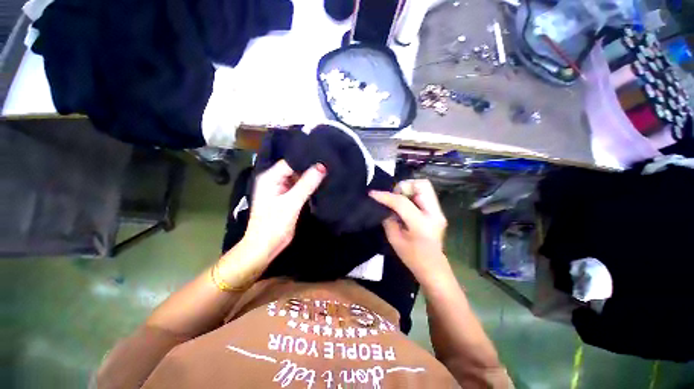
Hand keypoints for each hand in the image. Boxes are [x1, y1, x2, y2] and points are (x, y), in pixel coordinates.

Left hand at [244, 159, 326, 262]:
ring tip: (327, 171)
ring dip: (310, 177)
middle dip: (309, 168)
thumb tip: (322, 167)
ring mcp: (280, 189)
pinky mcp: (286, 198)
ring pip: (298, 178)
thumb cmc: (274, 224)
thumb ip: (306, 184)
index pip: (290, 162)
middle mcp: (274, 180)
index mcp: (270, 177)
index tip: (324, 157)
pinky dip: (308, 186)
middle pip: (294, 169)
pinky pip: (298, 187)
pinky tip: (320, 183)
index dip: (306, 159)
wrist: (266, 247)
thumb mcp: (291, 203)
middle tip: (328, 163)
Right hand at [369, 179, 449, 285]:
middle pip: (422, 185)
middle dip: (403, 187)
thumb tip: (385, 206)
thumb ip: (388, 219)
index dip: (385, 196)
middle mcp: (434, 213)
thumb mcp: (394, 239)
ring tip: (398, 201)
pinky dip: (412, 195)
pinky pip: (424, 194)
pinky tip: (405, 205)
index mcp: (422, 224)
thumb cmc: (412, 258)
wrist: (433, 268)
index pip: (402, 202)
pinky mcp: (437, 212)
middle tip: (393, 197)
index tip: (372, 193)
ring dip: (408, 190)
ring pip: (424, 187)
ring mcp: (438, 211)